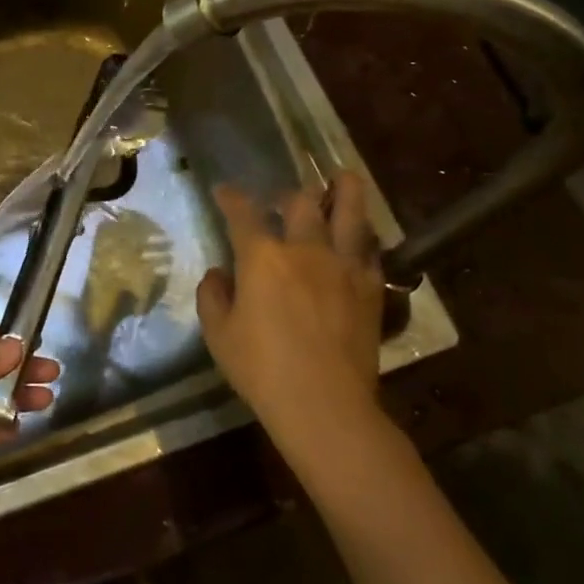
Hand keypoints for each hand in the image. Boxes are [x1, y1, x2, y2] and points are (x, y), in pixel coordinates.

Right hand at [196, 173, 384, 435]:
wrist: (325, 405)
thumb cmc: (261, 369)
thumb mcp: (219, 335)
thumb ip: (213, 296)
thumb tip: (220, 274)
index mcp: (262, 257)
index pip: (243, 213)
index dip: (231, 197)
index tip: (224, 191)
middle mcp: (304, 249)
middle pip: (300, 203)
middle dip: (288, 195)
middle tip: (282, 200)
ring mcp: (343, 265)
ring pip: (349, 212)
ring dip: (344, 191)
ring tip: (343, 178)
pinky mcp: (371, 287)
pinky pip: (370, 249)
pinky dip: (362, 236)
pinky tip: (360, 237)